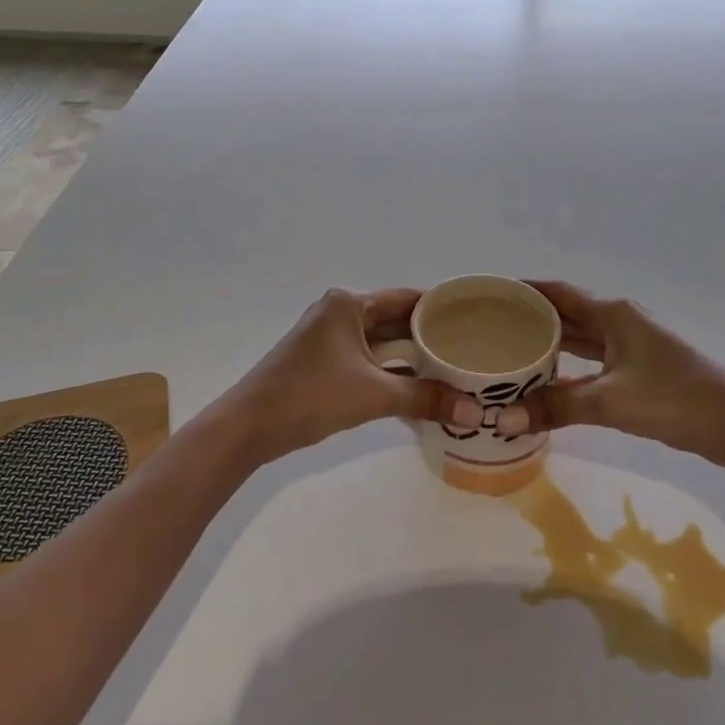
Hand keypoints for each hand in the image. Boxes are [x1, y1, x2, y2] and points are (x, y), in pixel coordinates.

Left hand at [219, 289, 458, 461]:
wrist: (248, 425)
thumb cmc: (311, 395)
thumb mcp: (374, 395)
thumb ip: (425, 399)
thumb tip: (476, 411)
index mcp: (349, 303)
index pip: (407, 298)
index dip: (440, 308)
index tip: (474, 319)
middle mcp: (340, 312)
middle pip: (395, 320)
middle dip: (429, 337)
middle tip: (470, 350)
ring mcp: (329, 338)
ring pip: (381, 343)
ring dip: (411, 359)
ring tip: (453, 372)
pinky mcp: (323, 362)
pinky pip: (368, 361)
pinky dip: (391, 373)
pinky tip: (419, 392)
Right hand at [494, 280, 724, 467]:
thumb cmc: (675, 399)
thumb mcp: (610, 402)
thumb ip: (556, 408)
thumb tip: (502, 419)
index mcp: (613, 314)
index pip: (559, 292)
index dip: (526, 289)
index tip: (492, 292)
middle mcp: (621, 322)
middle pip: (568, 314)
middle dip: (532, 318)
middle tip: (491, 328)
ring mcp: (633, 347)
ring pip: (582, 340)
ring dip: (551, 345)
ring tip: (512, 353)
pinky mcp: (641, 372)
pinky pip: (594, 362)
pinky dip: (571, 370)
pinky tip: (550, 385)